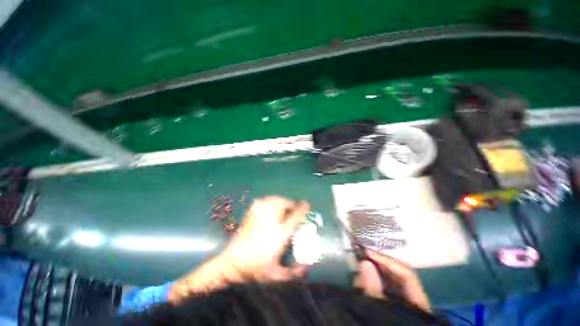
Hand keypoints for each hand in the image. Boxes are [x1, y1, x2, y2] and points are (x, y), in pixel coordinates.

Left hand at [169, 196, 309, 302]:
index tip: (307, 204)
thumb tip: (307, 267)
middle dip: (292, 204)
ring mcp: (260, 214)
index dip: (303, 208)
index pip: (295, 216)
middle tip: (294, 209)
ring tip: (283, 208)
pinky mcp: (251, 212)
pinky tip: (270, 207)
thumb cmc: (255, 268)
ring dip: (282, 202)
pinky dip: (270, 202)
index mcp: (280, 233)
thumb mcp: (276, 275)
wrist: (231, 263)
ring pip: (275, 199)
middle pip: (285, 204)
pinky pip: (264, 201)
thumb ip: (294, 273)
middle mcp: (271, 220)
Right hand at [354, 249, 430, 311]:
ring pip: (390, 279)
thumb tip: (365, 262)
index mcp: (417, 302)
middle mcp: (412, 297)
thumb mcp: (380, 313)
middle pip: (397, 274)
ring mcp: (403, 300)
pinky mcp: (394, 302)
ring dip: (373, 272)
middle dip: (378, 264)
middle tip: (360, 258)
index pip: (406, 274)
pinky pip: (383, 286)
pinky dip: (372, 281)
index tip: (367, 253)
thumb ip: (373, 289)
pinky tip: (361, 282)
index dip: (387, 261)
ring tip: (357, 272)